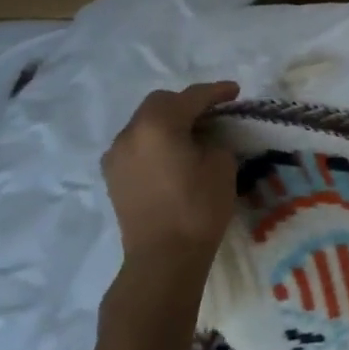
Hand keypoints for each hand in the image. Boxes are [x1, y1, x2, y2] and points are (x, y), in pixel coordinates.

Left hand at [102, 82, 239, 289]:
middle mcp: (130, 133)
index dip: (216, 92)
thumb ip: (213, 140)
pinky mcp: (113, 177)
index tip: (234, 91)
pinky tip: (172, 155)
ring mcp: (116, 155)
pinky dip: (155, 141)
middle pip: (160, 104)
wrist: (163, 258)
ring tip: (192, 134)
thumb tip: (203, 139)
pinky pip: (136, 145)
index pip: (191, 97)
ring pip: (144, 123)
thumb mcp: (222, 165)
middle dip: (187, 103)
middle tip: (213, 112)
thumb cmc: (198, 207)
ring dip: (168, 122)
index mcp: (158, 124)